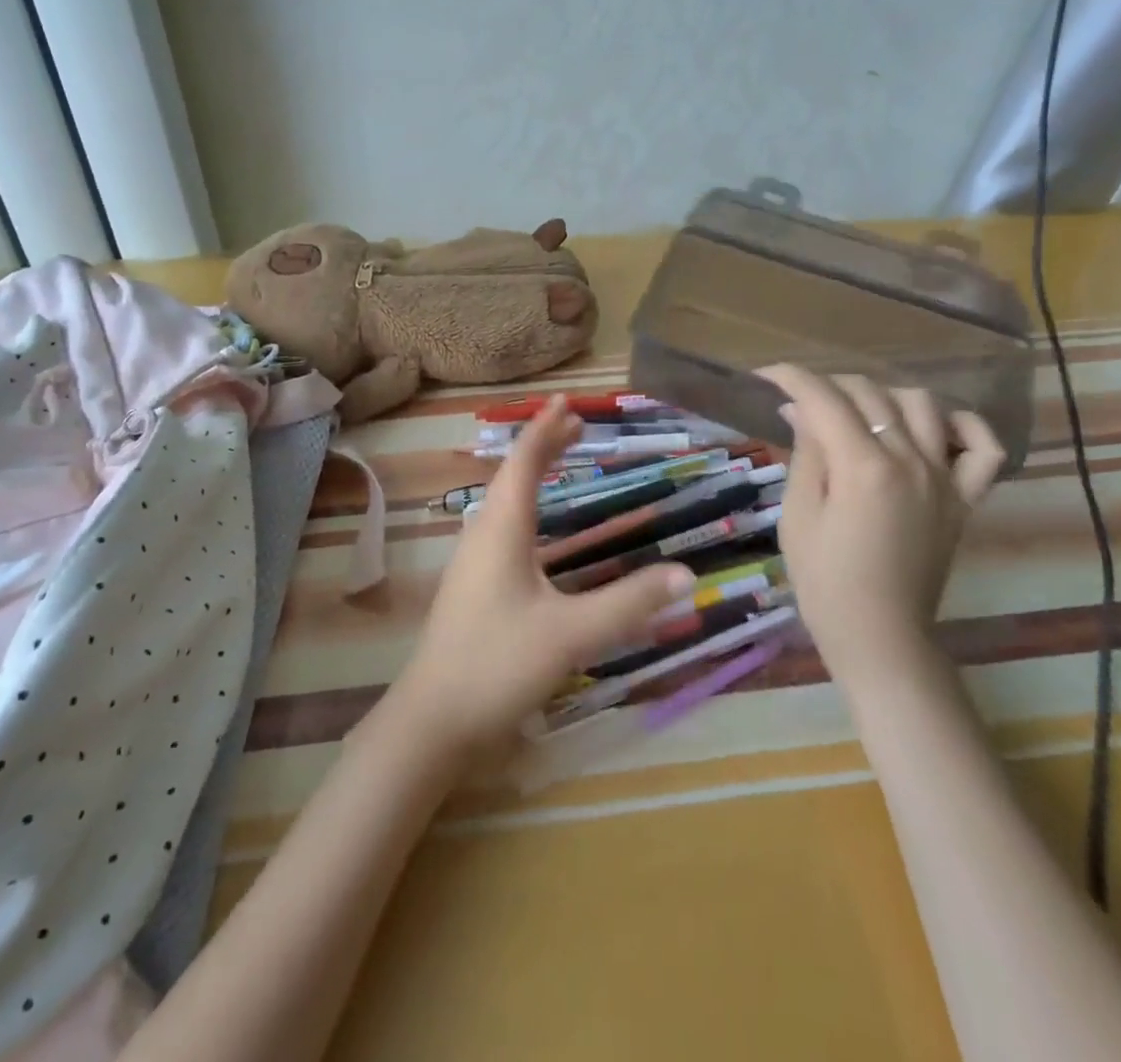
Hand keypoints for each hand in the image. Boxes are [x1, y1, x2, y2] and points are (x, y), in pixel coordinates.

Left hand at [383, 396, 694, 762]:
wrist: (433, 720)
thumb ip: (629, 604)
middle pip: (512, 476)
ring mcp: (472, 562)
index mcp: (501, 530)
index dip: (545, 429)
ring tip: (559, 459)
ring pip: (504, 501)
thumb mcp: (571, 634)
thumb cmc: (498, 665)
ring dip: (532, 475)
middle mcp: (483, 535)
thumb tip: (687, 574)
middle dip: (543, 446)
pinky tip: (539, 529)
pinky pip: (502, 526)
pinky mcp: (472, 587)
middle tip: (576, 425)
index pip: (524, 463)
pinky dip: (526, 507)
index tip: (566, 400)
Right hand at [757, 366, 1003, 690]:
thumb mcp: (798, 514)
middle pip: (870, 392)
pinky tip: (933, 425)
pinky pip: (983, 447)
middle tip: (800, 400)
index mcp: (862, 466)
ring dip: (883, 395)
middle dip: (827, 384)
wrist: (879, 634)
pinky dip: (963, 424)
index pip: (823, 397)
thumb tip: (800, 409)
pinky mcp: (964, 498)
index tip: (765, 377)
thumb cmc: (824, 579)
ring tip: (856, 410)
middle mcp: (910, 460)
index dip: (790, 377)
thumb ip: (806, 453)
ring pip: (922, 403)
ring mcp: (944, 477)